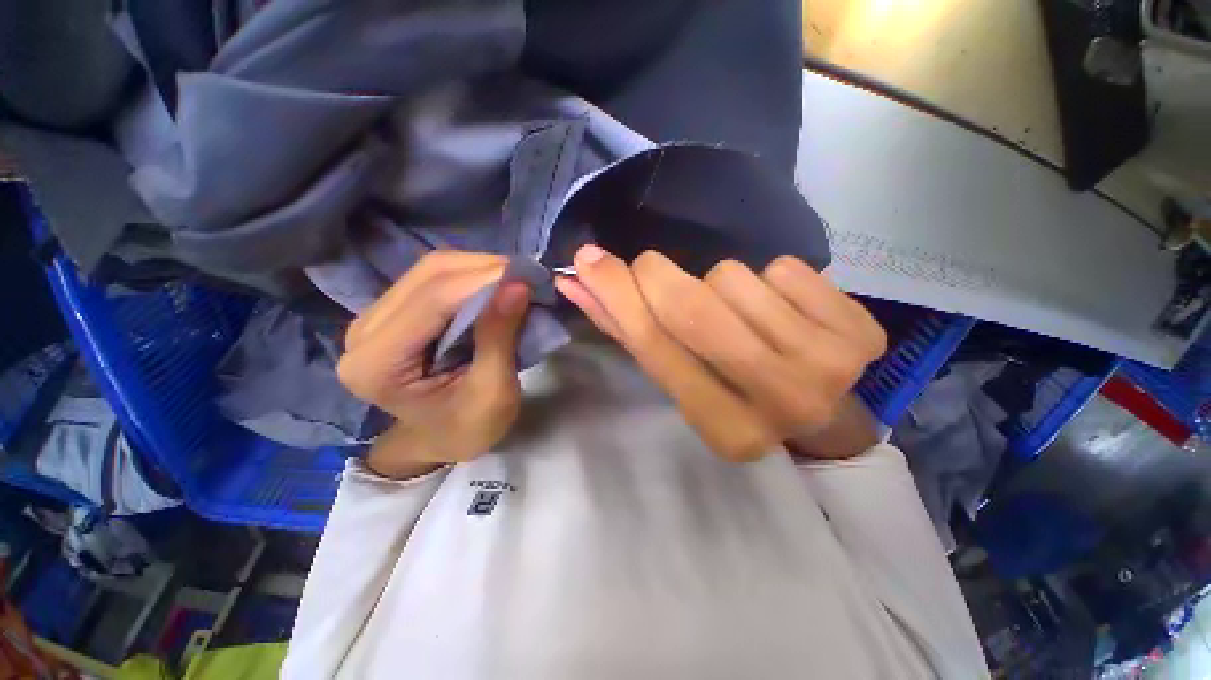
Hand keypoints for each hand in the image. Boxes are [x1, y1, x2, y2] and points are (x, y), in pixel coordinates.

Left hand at [337, 252, 530, 477]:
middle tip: (529, 278)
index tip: (530, 277)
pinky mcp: (393, 311)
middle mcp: (364, 332)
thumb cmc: (467, 428)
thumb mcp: (493, 393)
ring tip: (516, 281)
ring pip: (432, 268)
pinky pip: (435, 277)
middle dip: (486, 268)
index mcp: (378, 364)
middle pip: (429, 274)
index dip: (483, 280)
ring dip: (481, 268)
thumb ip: (500, 337)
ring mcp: (374, 317)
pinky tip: (496, 286)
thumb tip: (518, 285)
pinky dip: (472, 275)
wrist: (439, 439)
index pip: (433, 300)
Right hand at [554, 245, 886, 461]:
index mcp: (725, 429)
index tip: (589, 260)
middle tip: (651, 270)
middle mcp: (779, 401)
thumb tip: (577, 283)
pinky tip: (780, 310)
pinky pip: (783, 268)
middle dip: (656, 276)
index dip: (617, 295)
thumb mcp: (681, 377)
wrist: (826, 414)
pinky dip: (769, 280)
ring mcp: (828, 364)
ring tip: (738, 315)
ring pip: (734, 278)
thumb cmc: (737, 397)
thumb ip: (629, 332)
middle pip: (693, 306)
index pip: (656, 346)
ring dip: (722, 286)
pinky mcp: (860, 330)